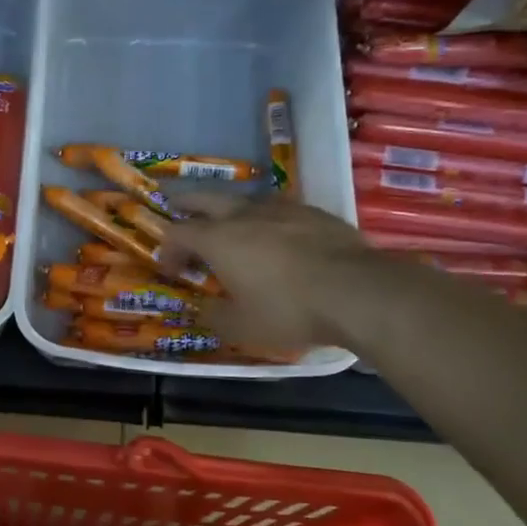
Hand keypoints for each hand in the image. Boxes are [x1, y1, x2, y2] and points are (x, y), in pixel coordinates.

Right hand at [158, 194, 390, 351]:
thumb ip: (215, 316)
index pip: (178, 233)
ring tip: (231, 225)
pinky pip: (281, 210)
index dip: (167, 249)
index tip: (170, 270)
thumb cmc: (289, 310)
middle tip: (176, 207)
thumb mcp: (241, 327)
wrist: (358, 292)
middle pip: (205, 198)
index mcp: (219, 239)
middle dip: (186, 203)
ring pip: (246, 200)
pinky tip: (279, 236)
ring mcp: (283, 209)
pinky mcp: (315, 213)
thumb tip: (205, 309)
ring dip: (230, 210)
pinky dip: (268, 220)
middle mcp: (245, 215)